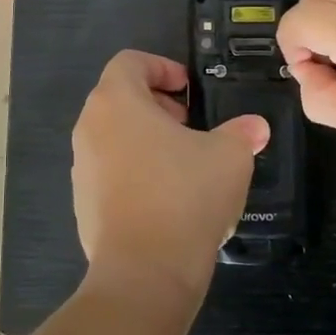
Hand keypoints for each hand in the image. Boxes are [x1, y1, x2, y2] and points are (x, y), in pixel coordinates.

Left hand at [72, 50, 269, 312]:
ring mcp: (81, 168)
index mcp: (116, 102)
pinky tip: (168, 200)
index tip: (190, 91)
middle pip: (119, 99)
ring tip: (185, 164)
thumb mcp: (229, 156)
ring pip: (114, 137)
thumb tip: (254, 128)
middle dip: (157, 106)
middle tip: (191, 125)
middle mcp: (89, 128)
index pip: (130, 62)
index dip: (162, 67)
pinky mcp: (83, 204)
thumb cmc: (184, 196)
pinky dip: (136, 173)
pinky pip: (110, 173)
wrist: (144, 273)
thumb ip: (241, 133)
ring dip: (147, 140)